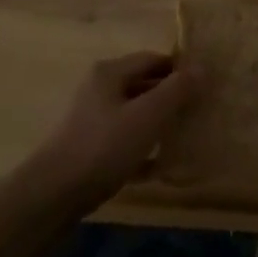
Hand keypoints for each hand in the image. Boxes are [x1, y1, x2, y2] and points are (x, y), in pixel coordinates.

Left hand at [17, 52, 199, 218]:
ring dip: (159, 125)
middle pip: (143, 85)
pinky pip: (124, 143)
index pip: (153, 59)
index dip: (179, 69)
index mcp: (110, 73)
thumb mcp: (147, 116)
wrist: (52, 197)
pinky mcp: (89, 151)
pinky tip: (160, 167)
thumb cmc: (103, 147)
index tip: (205, 86)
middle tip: (199, 112)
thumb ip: (176, 90)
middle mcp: (99, 90)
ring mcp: (92, 121)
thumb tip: (203, 67)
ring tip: (185, 139)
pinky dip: (142, 150)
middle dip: (171, 98)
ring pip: (134, 115)